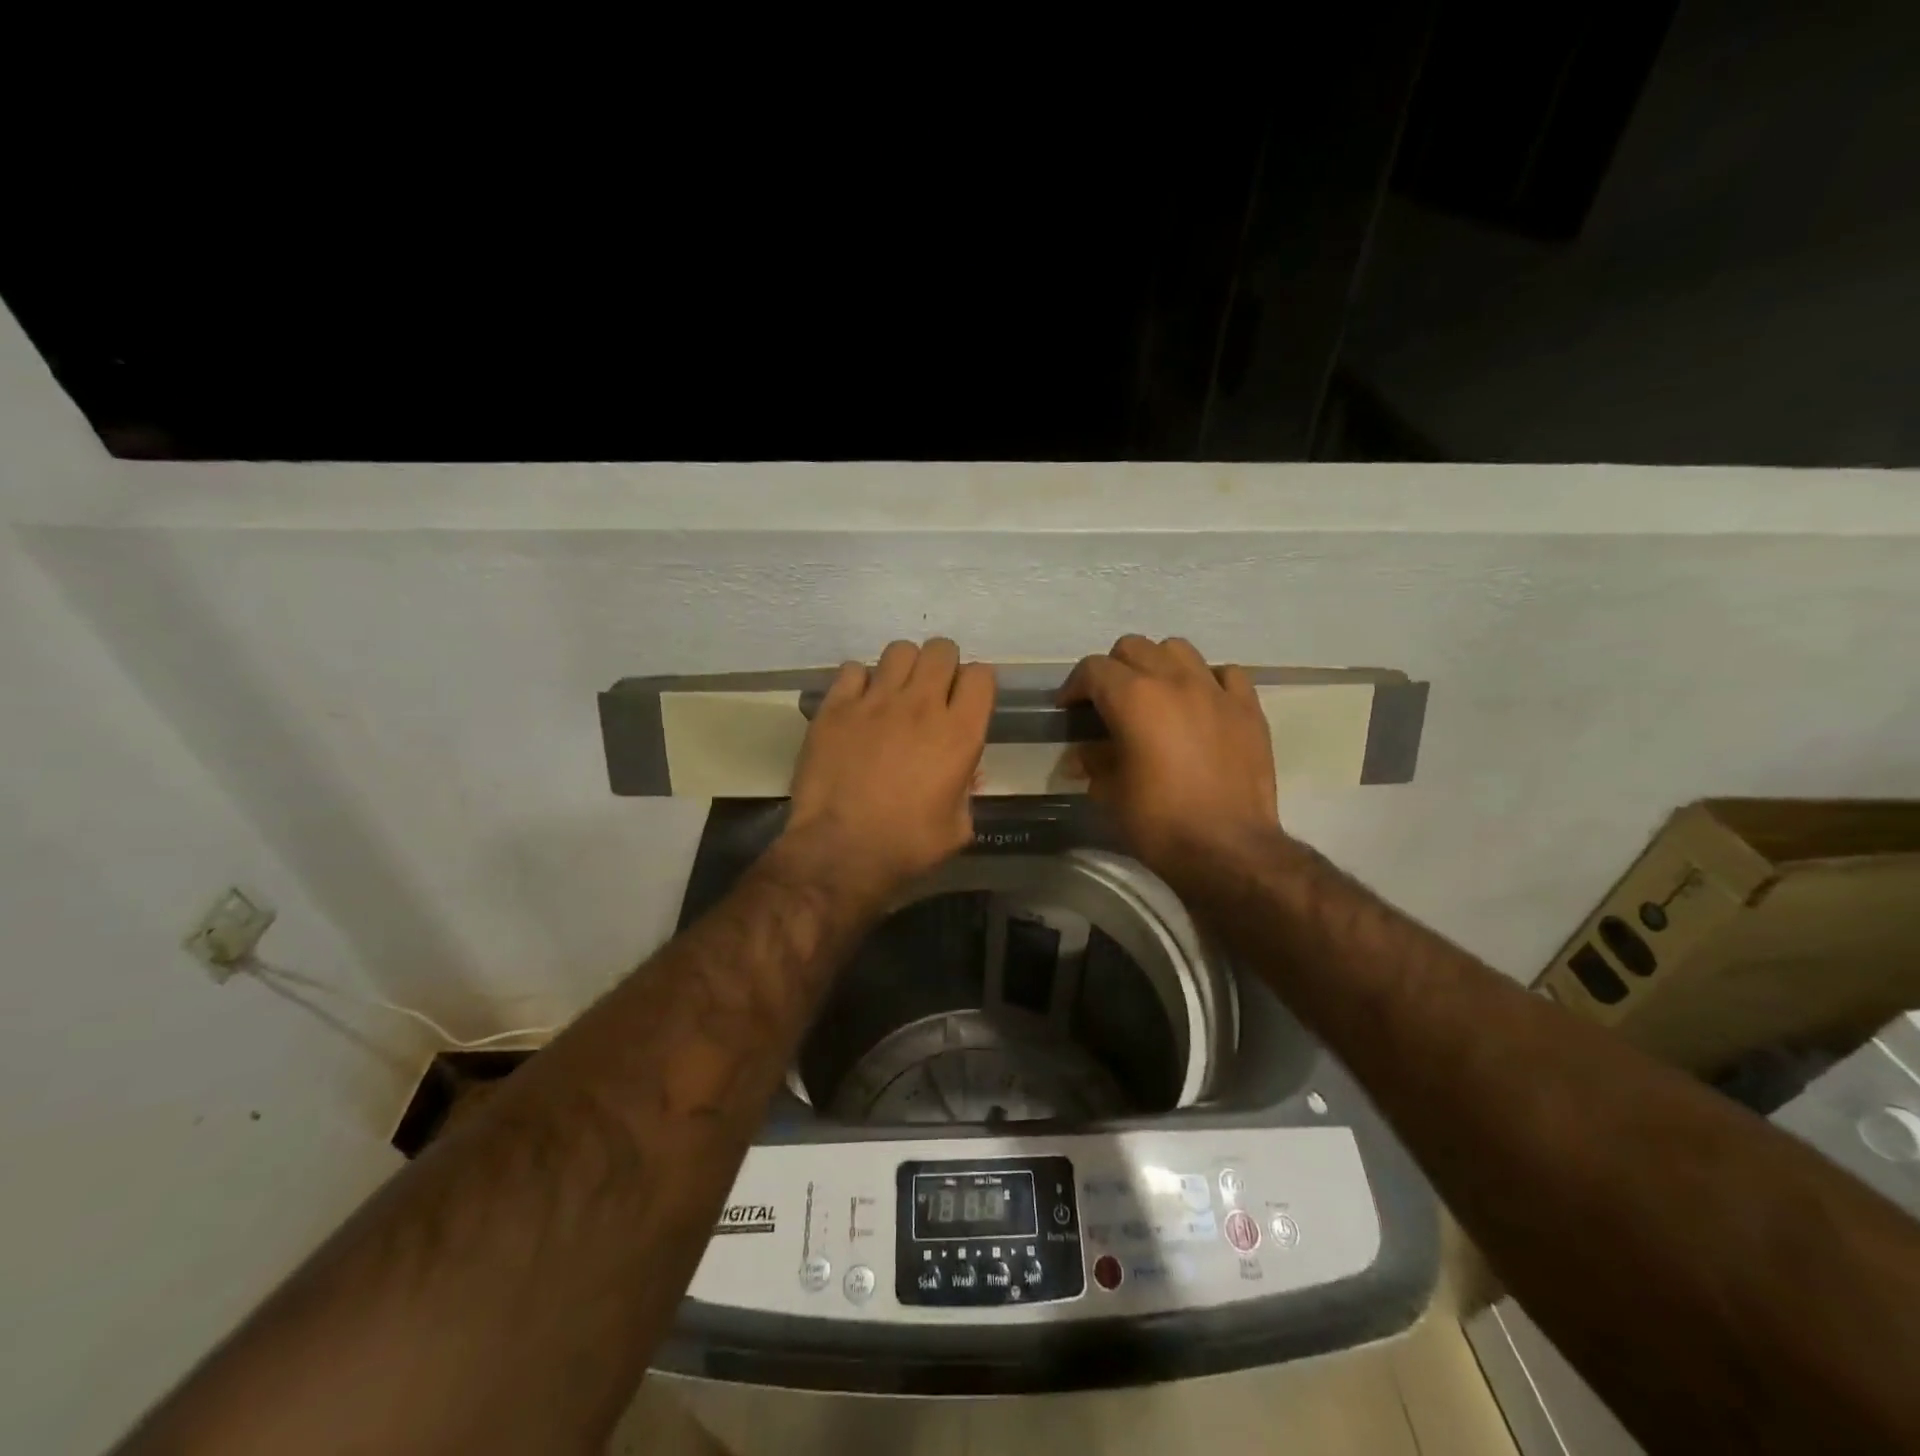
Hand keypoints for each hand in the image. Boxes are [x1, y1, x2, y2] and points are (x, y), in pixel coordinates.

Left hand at [782, 639, 994, 899]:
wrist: (840, 852)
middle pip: (941, 650)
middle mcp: (921, 706)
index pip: (981, 676)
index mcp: (959, 734)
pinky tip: (858, 706)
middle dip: (942, 665)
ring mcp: (875, 701)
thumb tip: (964, 774)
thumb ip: (967, 790)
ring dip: (903, 668)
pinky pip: (853, 669)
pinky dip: (859, 682)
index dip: (976, 685)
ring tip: (894, 693)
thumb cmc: (907, 847)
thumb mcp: (958, 827)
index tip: (967, 701)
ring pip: (899, 651)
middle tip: (932, 692)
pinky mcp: (836, 707)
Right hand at [1059, 635, 1278, 869]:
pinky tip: (1202, 704)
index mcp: (1134, 698)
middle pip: (1134, 648)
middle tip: (1109, 702)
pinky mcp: (1248, 709)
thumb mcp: (1109, 794)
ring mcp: (1216, 691)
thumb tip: (1083, 754)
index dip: (1074, 686)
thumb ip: (1093, 762)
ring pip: (1179, 650)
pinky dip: (1208, 681)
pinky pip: (1226, 674)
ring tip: (1156, 695)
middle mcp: (1174, 681)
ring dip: (1159, 665)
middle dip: (1114, 669)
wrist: (1228, 850)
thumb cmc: (1159, 822)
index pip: (1093, 669)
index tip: (1068, 709)